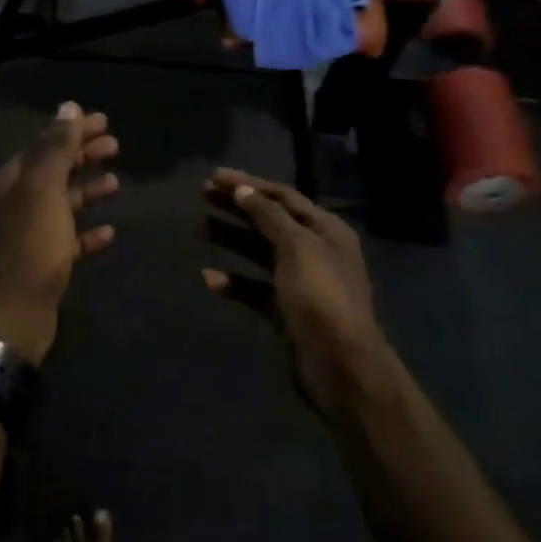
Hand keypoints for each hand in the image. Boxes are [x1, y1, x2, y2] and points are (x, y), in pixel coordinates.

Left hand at [0, 103, 119, 364]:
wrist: (13, 315)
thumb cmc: (30, 246)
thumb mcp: (44, 190)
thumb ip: (56, 148)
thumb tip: (68, 107)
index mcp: (13, 180)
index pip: (45, 143)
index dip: (73, 130)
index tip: (103, 120)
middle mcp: (18, 202)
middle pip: (54, 169)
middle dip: (83, 155)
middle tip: (115, 144)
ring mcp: (30, 234)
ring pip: (62, 203)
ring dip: (88, 189)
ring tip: (116, 182)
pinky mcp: (43, 263)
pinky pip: (69, 239)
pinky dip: (88, 232)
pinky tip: (110, 231)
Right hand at [203, 168, 384, 412]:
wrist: (340, 365)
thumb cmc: (320, 295)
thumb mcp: (297, 246)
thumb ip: (268, 216)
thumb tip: (243, 191)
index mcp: (326, 230)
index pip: (283, 196)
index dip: (249, 184)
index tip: (215, 177)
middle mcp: (315, 251)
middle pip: (270, 221)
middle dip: (237, 207)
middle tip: (203, 195)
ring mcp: (301, 282)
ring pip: (260, 253)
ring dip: (232, 240)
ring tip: (200, 228)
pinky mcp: (286, 311)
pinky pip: (255, 289)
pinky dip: (234, 282)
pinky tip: (209, 279)